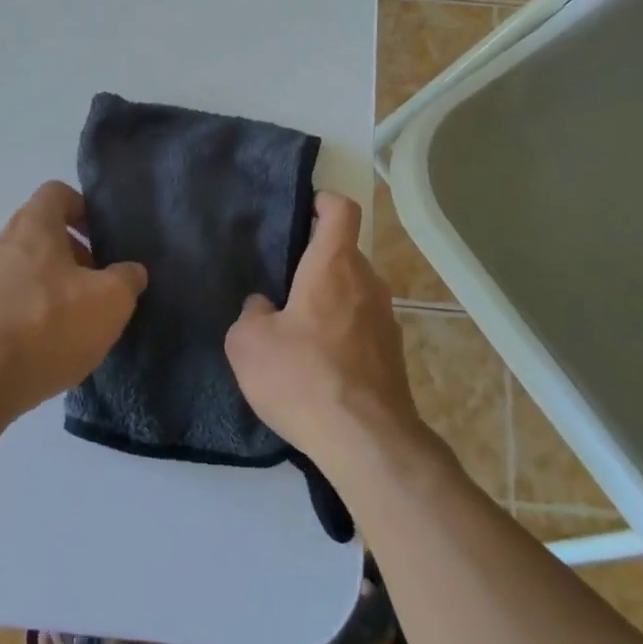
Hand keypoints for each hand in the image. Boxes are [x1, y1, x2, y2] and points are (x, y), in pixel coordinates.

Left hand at [0, 181, 146, 416]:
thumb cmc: (49, 325)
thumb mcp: (110, 301)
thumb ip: (127, 279)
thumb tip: (130, 271)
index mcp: (32, 225)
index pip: (57, 193)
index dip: (83, 209)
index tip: (101, 239)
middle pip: (39, 233)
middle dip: (70, 255)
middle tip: (95, 287)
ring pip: (21, 268)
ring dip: (47, 285)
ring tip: (70, 321)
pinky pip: (3, 300)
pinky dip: (24, 312)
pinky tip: (41, 344)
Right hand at [224, 192, 420, 469]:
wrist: (366, 441)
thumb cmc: (303, 377)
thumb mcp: (249, 343)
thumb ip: (252, 313)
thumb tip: (265, 307)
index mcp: (333, 265)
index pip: (341, 210)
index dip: (323, 201)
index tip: (305, 209)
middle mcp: (367, 283)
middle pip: (345, 255)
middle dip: (316, 263)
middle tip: (283, 287)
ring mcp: (386, 320)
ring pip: (354, 293)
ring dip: (329, 301)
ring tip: (298, 332)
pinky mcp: (393, 355)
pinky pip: (362, 328)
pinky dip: (342, 334)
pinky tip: (319, 367)